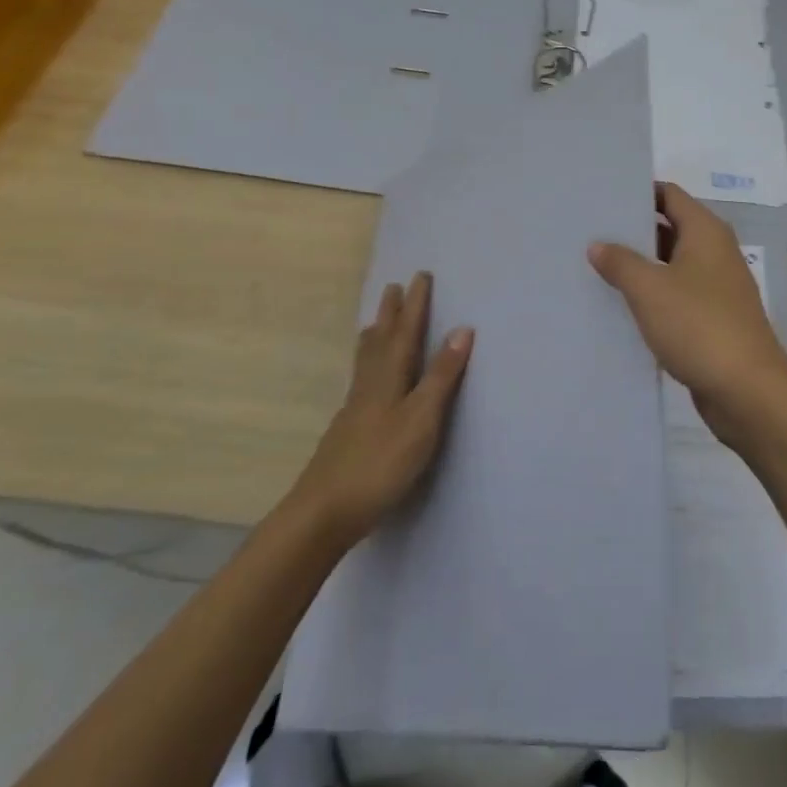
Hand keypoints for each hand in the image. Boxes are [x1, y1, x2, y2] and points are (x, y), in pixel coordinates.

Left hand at [292, 272, 473, 548]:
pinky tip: (365, 380)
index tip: (420, 275)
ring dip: (374, 336)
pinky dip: (366, 365)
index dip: (415, 304)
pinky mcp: (347, 430)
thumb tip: (462, 329)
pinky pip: (360, 380)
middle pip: (380, 340)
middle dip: (390, 313)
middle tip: (393, 287)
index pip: (406, 331)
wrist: (323, 511)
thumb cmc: (380, 462)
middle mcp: (369, 384)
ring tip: (374, 322)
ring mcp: (354, 408)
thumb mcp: (422, 419)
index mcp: (390, 377)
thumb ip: (442, 376)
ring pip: (366, 361)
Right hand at [588, 183, 786, 438]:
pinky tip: (620, 306)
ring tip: (596, 266)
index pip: (669, 195)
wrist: (748, 391)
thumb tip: (598, 244)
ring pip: (671, 264)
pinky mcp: (713, 319)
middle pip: (670, 227)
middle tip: (590, 231)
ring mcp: (716, 287)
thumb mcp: (650, 289)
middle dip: (633, 230)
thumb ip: (621, 262)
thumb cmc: (699, 326)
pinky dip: (652, 296)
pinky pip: (676, 295)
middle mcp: (715, 252)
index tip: (603, 196)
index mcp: (706, 232)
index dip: (638, 191)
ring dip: (640, 266)